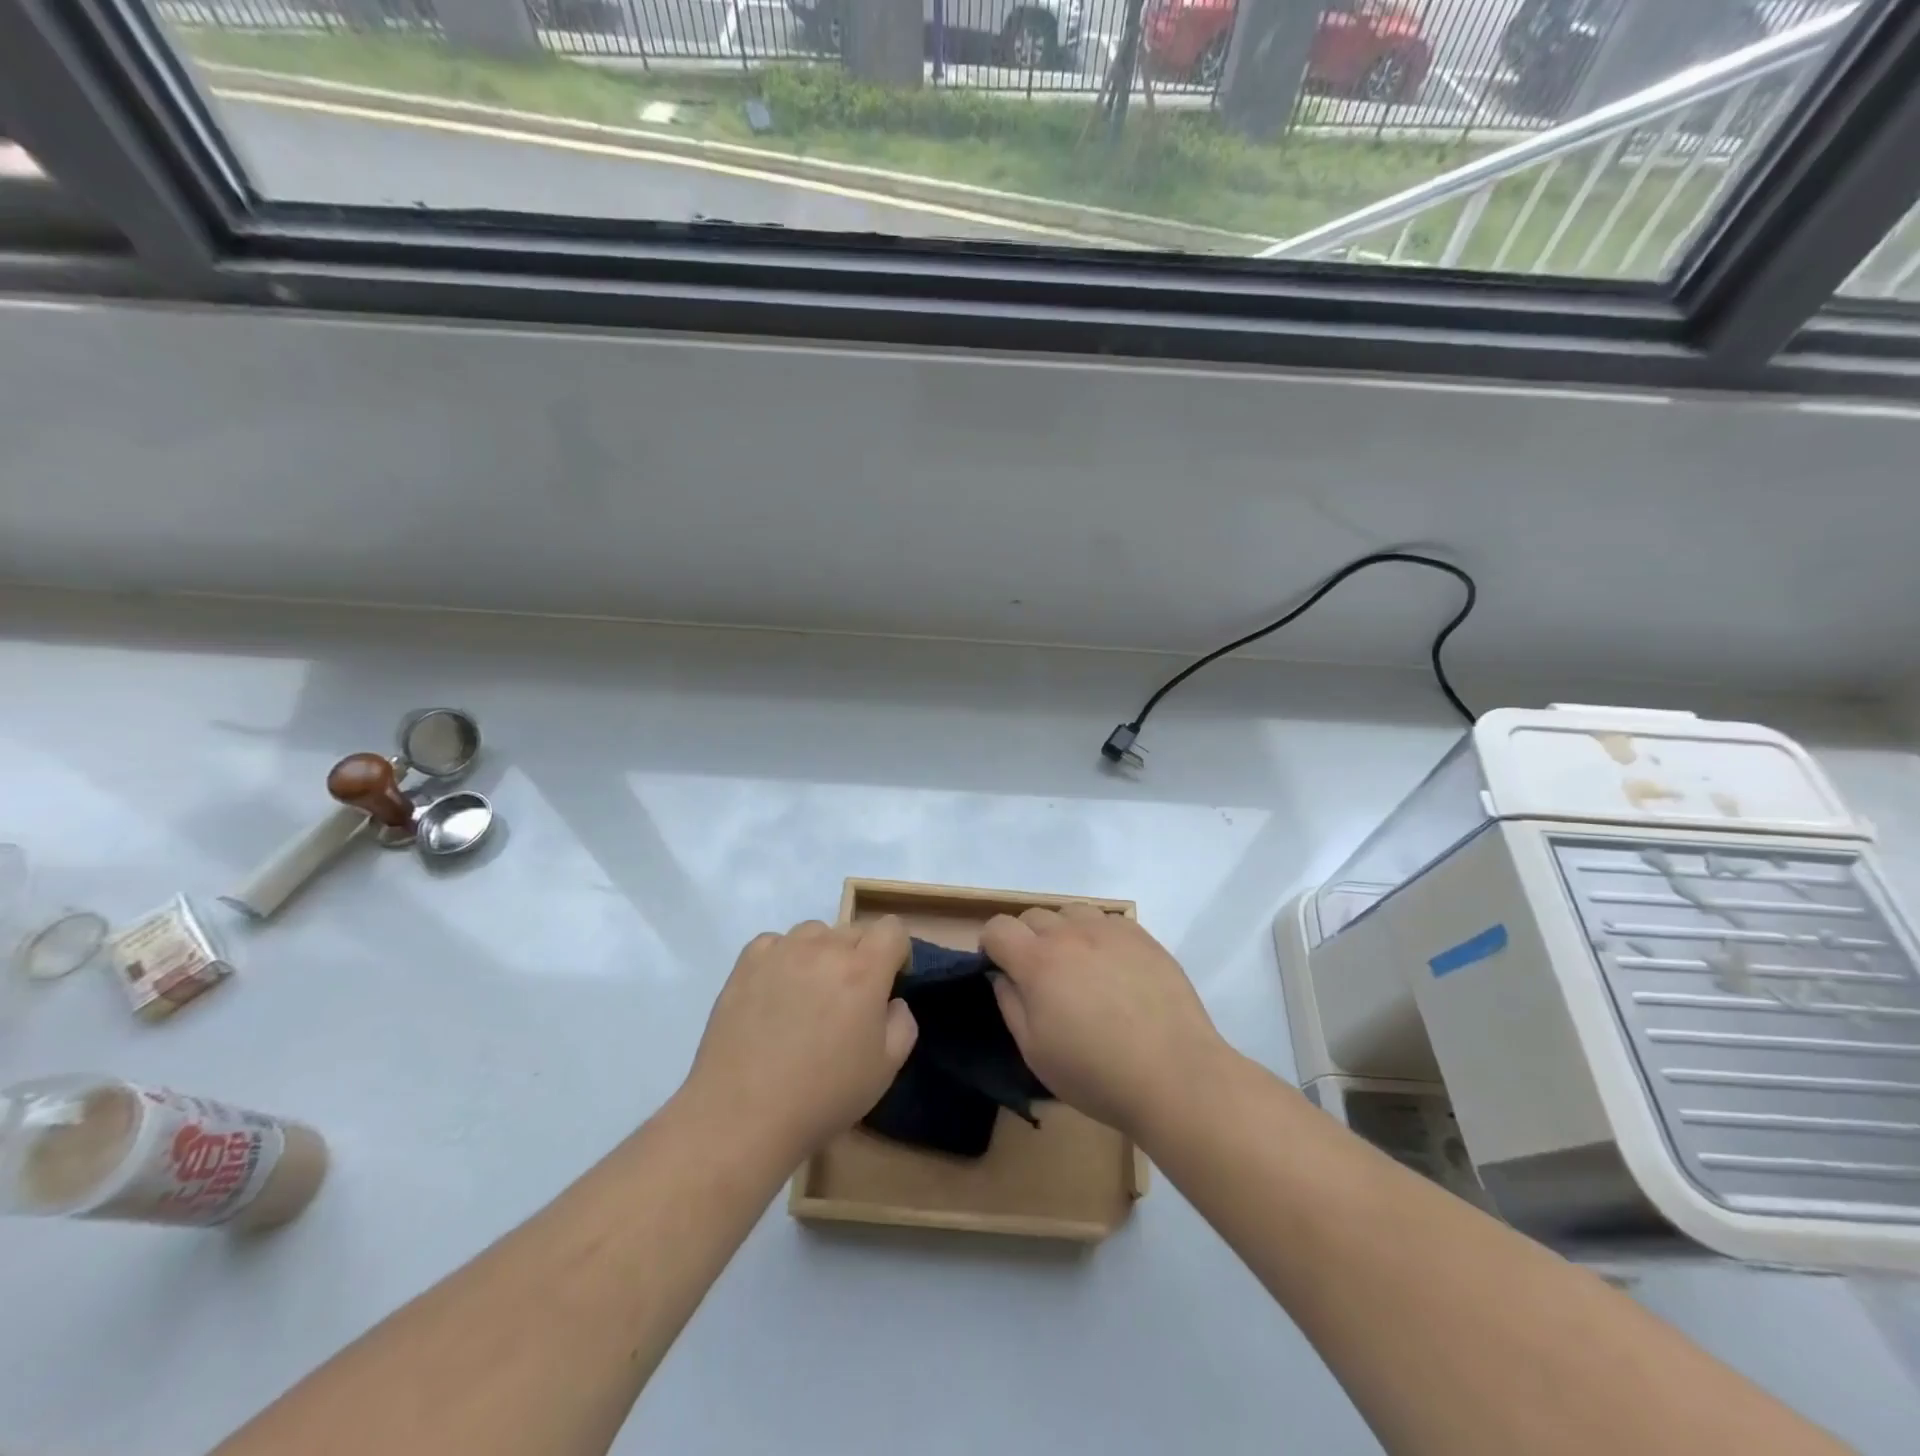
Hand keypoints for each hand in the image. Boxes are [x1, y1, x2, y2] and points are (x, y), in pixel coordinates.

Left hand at [685, 917, 916, 1160]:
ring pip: (815, 933)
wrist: (742, 1115)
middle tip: (847, 1001)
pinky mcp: (746, 963)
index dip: (897, 952)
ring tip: (808, 994)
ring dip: (821, 954)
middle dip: (860, 957)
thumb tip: (891, 1001)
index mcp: (864, 970)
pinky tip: (776, 992)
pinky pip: (775, 943)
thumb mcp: (885, 1069)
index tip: (889, 983)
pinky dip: (783, 958)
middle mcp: (824, 948)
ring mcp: (781, 951)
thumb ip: (902, 1023)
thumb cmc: (822, 1096)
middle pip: (854, 931)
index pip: (892, 928)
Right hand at [982, 904, 1229, 1141]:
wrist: (1174, 1074)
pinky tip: (1112, 968)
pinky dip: (1097, 936)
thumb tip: (1002, 975)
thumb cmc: (1096, 1073)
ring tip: (1078, 967)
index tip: (1000, 969)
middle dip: (1026, 939)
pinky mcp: (1142, 936)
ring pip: (1071, 911)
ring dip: (1063, 931)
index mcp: (1037, 961)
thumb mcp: (1035, 1052)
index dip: (991, 945)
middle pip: (1033, 915)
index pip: (998, 927)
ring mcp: (1109, 930)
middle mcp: (1070, 934)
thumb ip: (1010, 1004)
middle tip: (1040, 976)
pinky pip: (1107, 920)